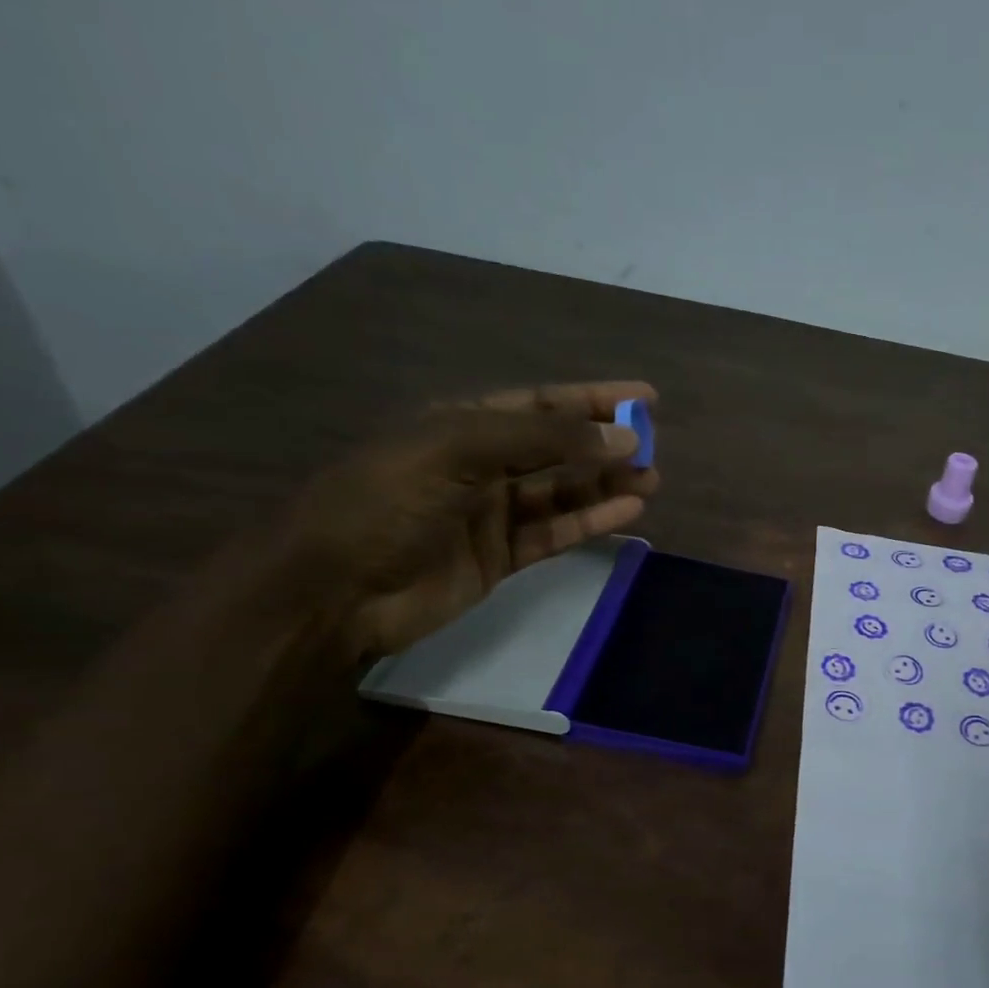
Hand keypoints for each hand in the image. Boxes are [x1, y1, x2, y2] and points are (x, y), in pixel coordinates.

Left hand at [275, 381, 659, 659]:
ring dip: (606, 484)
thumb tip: (623, 437)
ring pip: (562, 493)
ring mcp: (491, 513)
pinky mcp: (500, 557)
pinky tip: (627, 511)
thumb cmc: (386, 504)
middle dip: (605, 445)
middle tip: (654, 448)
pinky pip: (555, 534)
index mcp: (461, 424)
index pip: (541, 403)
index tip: (644, 396)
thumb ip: (543, 441)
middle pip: (557, 448)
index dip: (592, 398)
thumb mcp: (458, 451)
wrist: (334, 591)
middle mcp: (480, 464)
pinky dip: (590, 522)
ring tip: (652, 479)